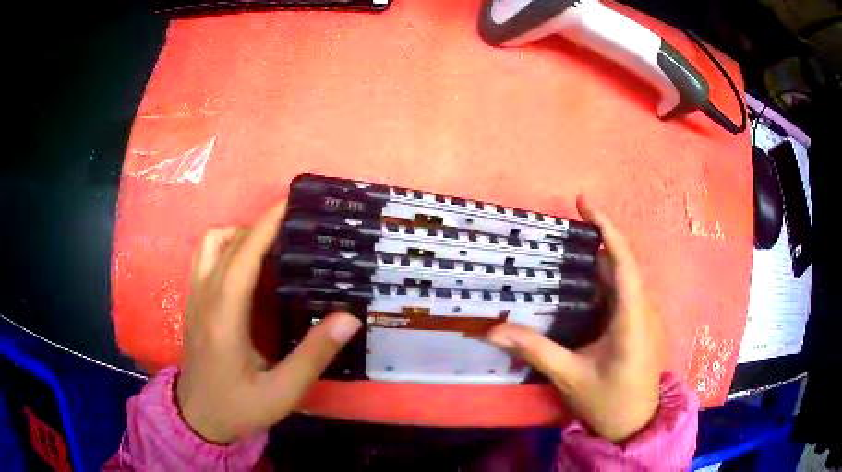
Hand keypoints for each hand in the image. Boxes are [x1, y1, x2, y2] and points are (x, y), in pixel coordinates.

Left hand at [176, 200, 361, 442]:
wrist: (199, 418)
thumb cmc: (239, 406)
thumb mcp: (282, 391)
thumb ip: (314, 354)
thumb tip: (348, 317)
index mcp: (224, 317)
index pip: (242, 256)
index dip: (265, 225)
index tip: (289, 203)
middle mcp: (204, 298)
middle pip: (226, 243)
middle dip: (258, 225)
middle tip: (293, 228)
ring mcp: (194, 298)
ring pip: (209, 245)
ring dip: (238, 235)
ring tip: (269, 248)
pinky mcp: (193, 303)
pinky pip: (205, 258)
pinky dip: (226, 248)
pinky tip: (247, 268)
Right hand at [488, 195, 664, 442]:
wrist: (635, 424)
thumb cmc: (607, 401)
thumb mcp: (570, 377)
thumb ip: (535, 350)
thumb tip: (494, 331)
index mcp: (633, 320)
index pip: (624, 262)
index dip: (606, 228)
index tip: (584, 203)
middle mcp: (645, 309)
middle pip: (624, 263)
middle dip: (596, 240)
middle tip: (562, 230)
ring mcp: (647, 315)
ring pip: (626, 276)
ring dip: (600, 260)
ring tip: (568, 249)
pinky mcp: (643, 323)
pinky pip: (626, 290)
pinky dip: (606, 279)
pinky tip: (585, 283)